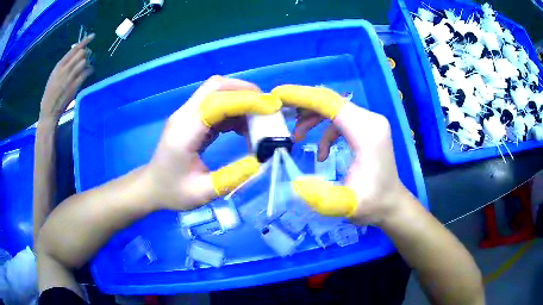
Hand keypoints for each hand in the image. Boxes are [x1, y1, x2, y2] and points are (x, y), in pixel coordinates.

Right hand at [40, 34, 94, 119]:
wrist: (49, 110)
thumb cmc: (50, 93)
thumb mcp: (54, 75)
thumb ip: (64, 65)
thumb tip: (76, 55)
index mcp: (59, 65)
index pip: (74, 49)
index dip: (84, 41)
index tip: (92, 36)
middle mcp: (65, 69)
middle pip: (81, 54)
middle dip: (86, 53)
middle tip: (88, 56)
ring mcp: (70, 78)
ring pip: (84, 62)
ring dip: (88, 62)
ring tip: (88, 65)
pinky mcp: (74, 86)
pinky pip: (85, 74)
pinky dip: (90, 71)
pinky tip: (91, 71)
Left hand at [145, 76, 281, 210]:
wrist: (151, 186)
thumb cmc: (172, 192)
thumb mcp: (203, 192)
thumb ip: (233, 177)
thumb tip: (261, 161)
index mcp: (183, 133)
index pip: (216, 103)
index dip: (245, 101)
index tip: (270, 109)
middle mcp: (184, 116)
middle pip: (215, 86)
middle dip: (245, 91)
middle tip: (267, 109)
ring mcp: (187, 115)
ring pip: (217, 92)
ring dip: (241, 101)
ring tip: (258, 123)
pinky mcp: (192, 118)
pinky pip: (216, 105)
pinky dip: (234, 111)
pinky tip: (244, 129)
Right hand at [273, 85, 410, 224]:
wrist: (391, 202)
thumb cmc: (372, 203)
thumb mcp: (346, 204)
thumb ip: (320, 196)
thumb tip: (294, 183)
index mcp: (367, 133)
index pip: (331, 104)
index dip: (304, 97)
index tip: (280, 96)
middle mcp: (371, 120)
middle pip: (332, 102)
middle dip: (304, 106)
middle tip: (282, 114)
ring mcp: (371, 122)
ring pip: (335, 108)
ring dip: (313, 118)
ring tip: (297, 137)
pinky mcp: (368, 127)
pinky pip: (341, 119)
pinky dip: (326, 131)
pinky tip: (322, 153)